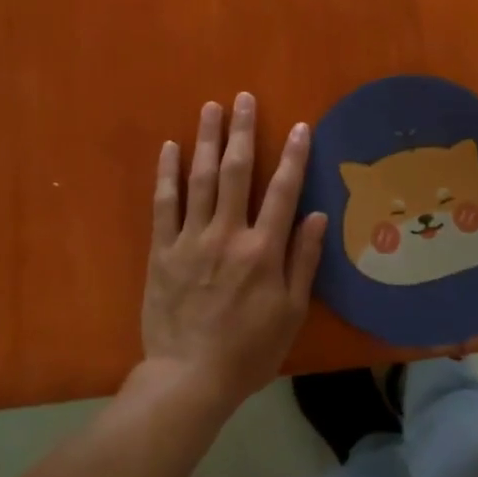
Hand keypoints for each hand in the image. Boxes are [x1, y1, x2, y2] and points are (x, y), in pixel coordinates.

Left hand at [139, 94, 328, 409]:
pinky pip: (164, 204)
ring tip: (211, 108)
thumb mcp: (290, 312)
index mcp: (262, 250)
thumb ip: (303, 260)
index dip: (293, 156)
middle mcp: (227, 234)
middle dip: (242, 132)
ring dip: (206, 140)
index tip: (299, 127)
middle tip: (243, 98)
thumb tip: (315, 214)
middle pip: (236, 172)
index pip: (282, 191)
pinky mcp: (162, 251)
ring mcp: (190, 240)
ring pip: (199, 179)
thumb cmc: (249, 349)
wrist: (189, 378)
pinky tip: (170, 147)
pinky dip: (167, 174)